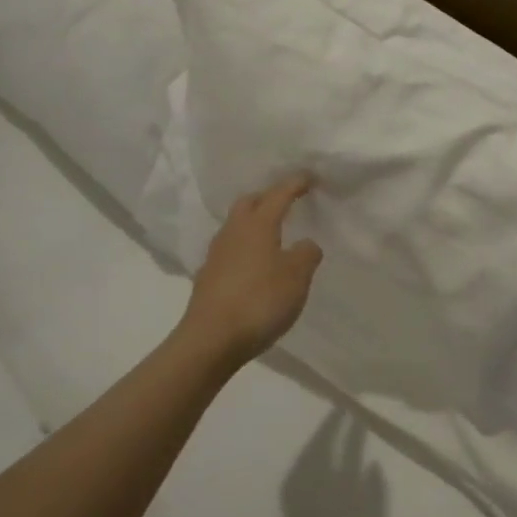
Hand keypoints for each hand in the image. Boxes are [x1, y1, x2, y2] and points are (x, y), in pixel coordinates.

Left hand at [180, 174, 323, 364]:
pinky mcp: (208, 277)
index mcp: (258, 224)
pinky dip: (245, 249)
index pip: (278, 194)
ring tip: (272, 234)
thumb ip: (306, 254)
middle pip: (249, 203)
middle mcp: (233, 232)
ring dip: (254, 224)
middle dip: (267, 198)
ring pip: (236, 226)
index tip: (309, 177)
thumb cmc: (260, 300)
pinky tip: (255, 265)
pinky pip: (230, 251)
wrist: (211, 339)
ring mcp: (216, 254)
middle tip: (286, 202)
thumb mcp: (297, 277)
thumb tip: (306, 244)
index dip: (294, 184)